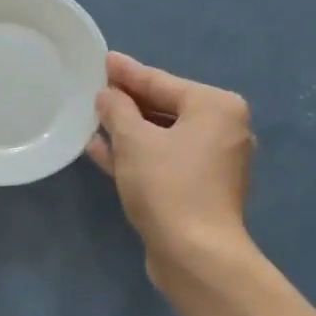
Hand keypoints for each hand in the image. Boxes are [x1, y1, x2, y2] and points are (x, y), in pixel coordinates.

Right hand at [88, 53, 254, 274]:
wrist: (195, 255)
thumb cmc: (168, 186)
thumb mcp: (134, 141)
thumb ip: (118, 110)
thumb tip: (107, 95)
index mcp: (217, 107)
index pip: (162, 82)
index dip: (128, 73)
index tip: (104, 59)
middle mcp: (222, 130)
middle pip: (165, 107)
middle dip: (128, 102)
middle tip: (95, 88)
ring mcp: (213, 163)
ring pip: (162, 137)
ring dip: (128, 130)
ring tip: (93, 118)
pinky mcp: (199, 190)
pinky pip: (164, 161)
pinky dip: (137, 155)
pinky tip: (101, 150)